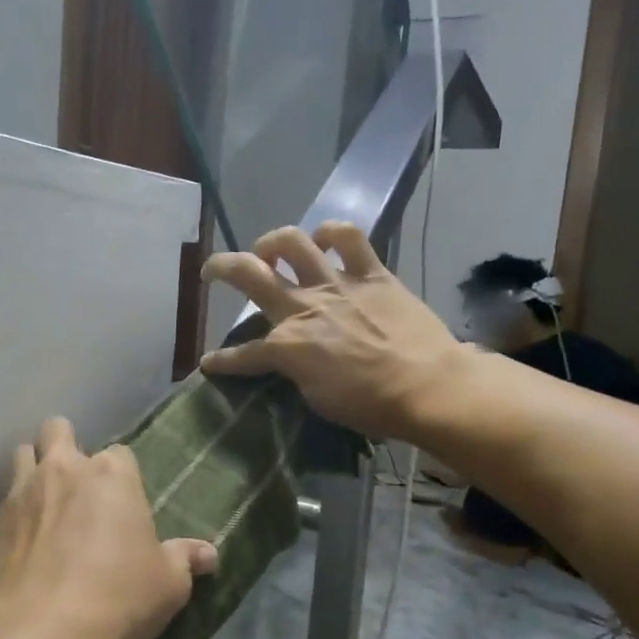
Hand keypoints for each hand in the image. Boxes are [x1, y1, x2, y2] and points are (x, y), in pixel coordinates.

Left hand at [0, 417, 217, 638]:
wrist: (43, 631)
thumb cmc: (119, 598)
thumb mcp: (169, 583)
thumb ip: (185, 559)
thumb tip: (209, 553)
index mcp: (112, 475)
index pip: (120, 453)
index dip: (121, 476)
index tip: (123, 504)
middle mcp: (64, 468)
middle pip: (57, 430)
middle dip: (65, 446)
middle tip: (75, 483)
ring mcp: (22, 490)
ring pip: (22, 454)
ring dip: (33, 469)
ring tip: (44, 503)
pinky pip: (3, 500)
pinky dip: (14, 512)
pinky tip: (22, 542)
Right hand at [201, 222, 465, 440]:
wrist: (428, 387)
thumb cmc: (371, 405)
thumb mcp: (318, 399)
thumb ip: (297, 371)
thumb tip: (293, 359)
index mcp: (286, 346)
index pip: (243, 354)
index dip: (222, 361)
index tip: (210, 363)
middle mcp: (303, 307)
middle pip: (249, 275)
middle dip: (221, 268)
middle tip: (212, 270)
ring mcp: (337, 286)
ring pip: (293, 243)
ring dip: (273, 242)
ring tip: (269, 250)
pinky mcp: (372, 274)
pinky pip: (349, 238)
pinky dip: (333, 233)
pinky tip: (326, 240)